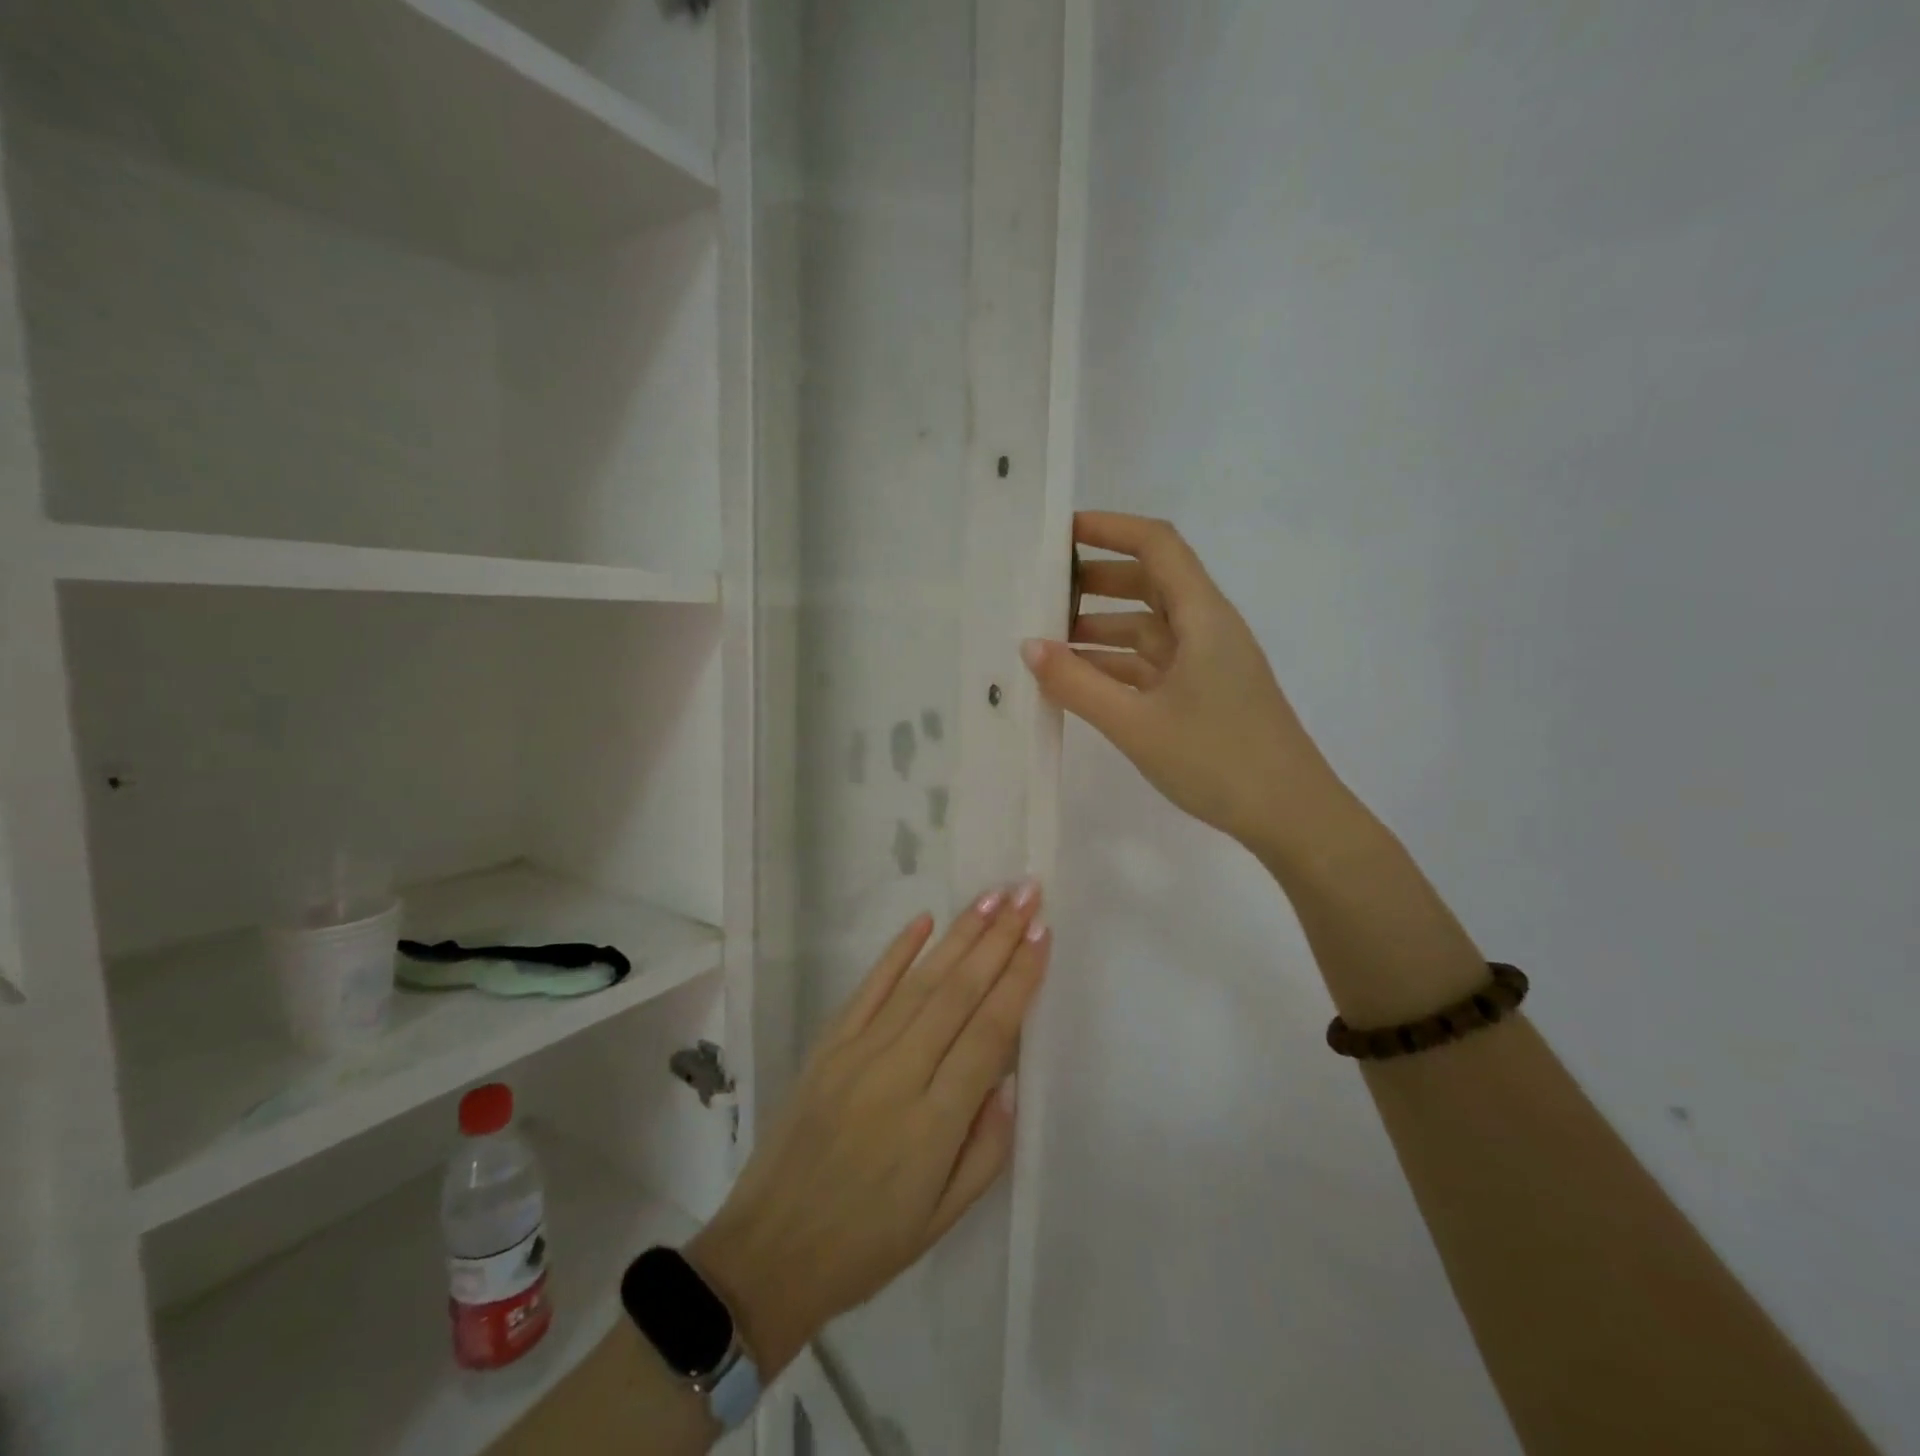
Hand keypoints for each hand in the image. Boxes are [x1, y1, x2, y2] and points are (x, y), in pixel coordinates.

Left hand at [686, 882, 1048, 1374]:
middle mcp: (898, 1075)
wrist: (768, 1252)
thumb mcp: (943, 1218)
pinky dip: (897, 952)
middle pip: (958, 993)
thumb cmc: (867, 1245)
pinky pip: (867, 989)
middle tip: (1026, 893)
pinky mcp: (827, 1046)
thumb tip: (1009, 1078)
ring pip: (919, 982)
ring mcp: (857, 1053)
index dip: (1018, 980)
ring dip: (960, 935)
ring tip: (992, 897)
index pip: (988, 1034)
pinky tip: (924, 920)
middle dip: (998, 938)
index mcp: (934, 1123)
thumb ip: (987, 1147)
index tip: (1042, 934)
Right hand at [1022, 511, 1351, 860]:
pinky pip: (1152, 664)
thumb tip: (1028, 647)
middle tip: (1042, 591)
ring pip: (1148, 628)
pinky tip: (1078, 681)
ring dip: (1101, 628)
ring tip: (1047, 641)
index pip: (1157, 545)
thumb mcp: (1136, 723)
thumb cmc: (1218, 760)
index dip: (1110, 529)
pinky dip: (1115, 665)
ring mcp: (1207, 663)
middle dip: (1096, 580)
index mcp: (1202, 616)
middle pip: (1150, 583)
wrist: (1291, 816)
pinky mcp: (1203, 694)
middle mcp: (1207, 628)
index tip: (1060, 534)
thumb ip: (1077, 683)